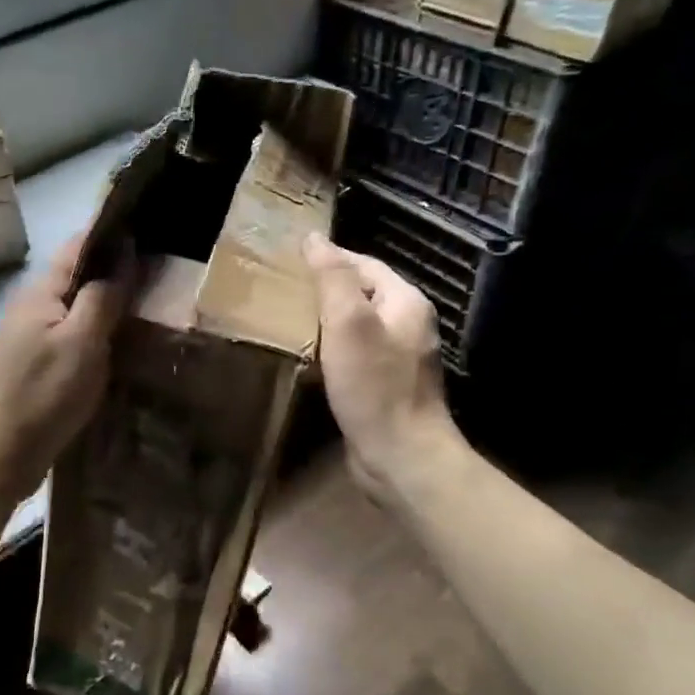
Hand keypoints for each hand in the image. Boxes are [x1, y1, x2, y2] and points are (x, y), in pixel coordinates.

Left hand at [0, 234, 130, 510]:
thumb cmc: (41, 396)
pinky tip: (124, 346)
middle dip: (118, 268)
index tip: (154, 225)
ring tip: (155, 303)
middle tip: (168, 269)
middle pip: (79, 277)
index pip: (80, 244)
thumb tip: (125, 249)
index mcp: (40, 292)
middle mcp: (32, 308)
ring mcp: (31, 340)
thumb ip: (103, 296)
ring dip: (111, 304)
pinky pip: (74, 338)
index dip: (114, 232)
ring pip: (78, 309)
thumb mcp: (81, 342)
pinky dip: (100, 335)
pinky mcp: (36, 369)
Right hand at [304, 233, 464, 503]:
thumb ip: (333, 278)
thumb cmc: (374, 387)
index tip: (289, 260)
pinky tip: (312, 356)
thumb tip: (315, 239)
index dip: (328, 258)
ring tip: (291, 319)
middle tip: (285, 289)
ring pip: (359, 325)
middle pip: (363, 293)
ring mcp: (400, 357)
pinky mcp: (387, 385)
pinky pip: (358, 353)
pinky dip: (334, 348)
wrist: (402, 456)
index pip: (364, 264)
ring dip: (328, 319)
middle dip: (327, 288)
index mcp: (406, 302)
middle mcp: (409, 324)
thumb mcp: (349, 324)